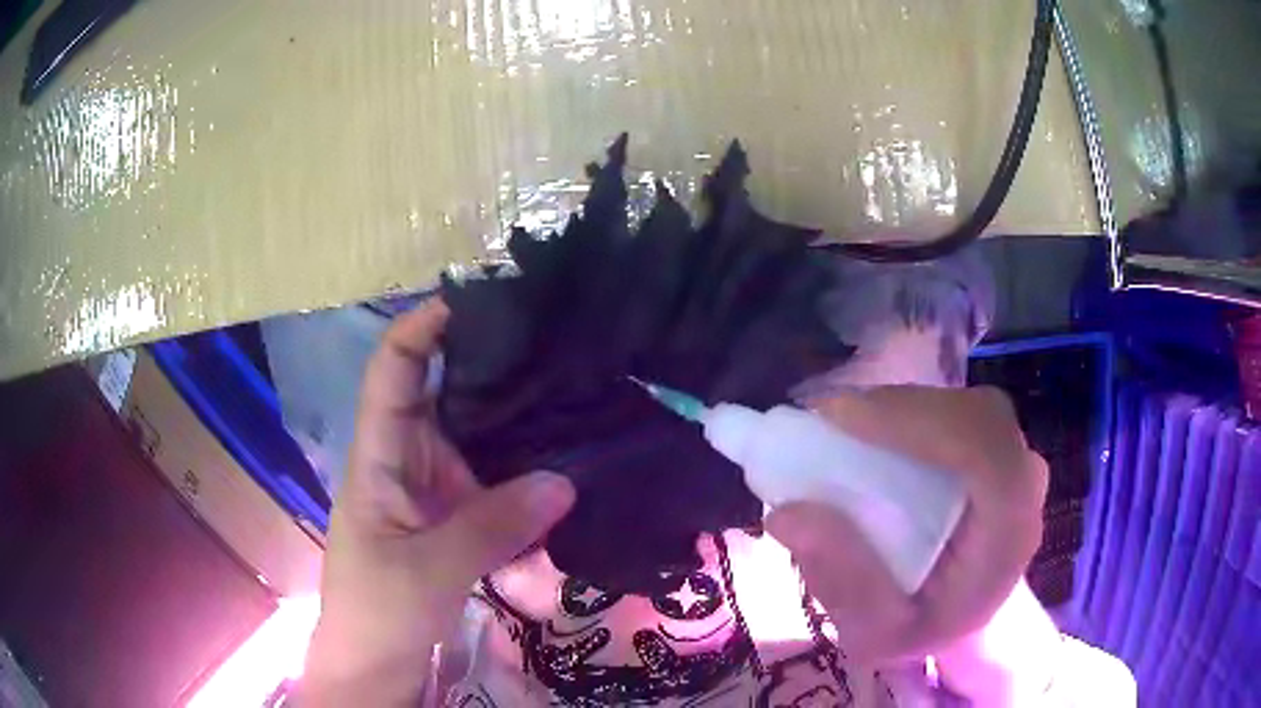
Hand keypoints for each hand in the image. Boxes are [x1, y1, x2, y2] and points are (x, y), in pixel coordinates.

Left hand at [301, 299, 574, 704]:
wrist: (376, 664)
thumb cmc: (378, 611)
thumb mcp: (428, 570)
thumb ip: (491, 527)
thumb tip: (564, 480)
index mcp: (380, 455)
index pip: (392, 369)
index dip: (422, 326)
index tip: (477, 300)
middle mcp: (409, 460)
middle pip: (446, 394)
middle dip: (491, 368)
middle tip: (556, 346)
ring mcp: (437, 492)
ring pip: (478, 440)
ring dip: (518, 425)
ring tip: (577, 395)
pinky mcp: (459, 520)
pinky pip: (497, 486)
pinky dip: (528, 479)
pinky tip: (569, 468)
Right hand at [765, 386, 1047, 664]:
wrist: (970, 623)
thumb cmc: (927, 631)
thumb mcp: (873, 632)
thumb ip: (841, 581)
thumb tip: (787, 513)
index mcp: (1009, 533)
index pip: (981, 448)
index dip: (915, 420)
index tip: (837, 418)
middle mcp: (1023, 482)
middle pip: (967, 416)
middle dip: (894, 410)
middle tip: (823, 423)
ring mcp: (1013, 456)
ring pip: (958, 405)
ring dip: (897, 409)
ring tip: (836, 428)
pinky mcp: (995, 444)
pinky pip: (953, 409)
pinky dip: (907, 412)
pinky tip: (868, 430)